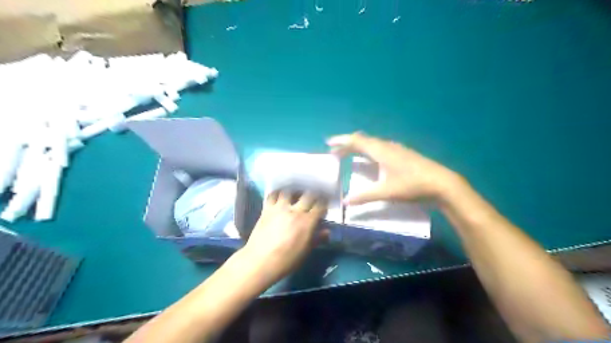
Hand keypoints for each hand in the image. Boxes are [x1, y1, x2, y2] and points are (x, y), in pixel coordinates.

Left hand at [244, 191, 328, 282]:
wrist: (261, 261)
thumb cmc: (286, 260)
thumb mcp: (305, 252)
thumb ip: (317, 239)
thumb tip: (327, 231)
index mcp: (307, 222)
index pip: (320, 206)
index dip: (324, 203)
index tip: (325, 203)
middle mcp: (295, 211)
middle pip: (308, 194)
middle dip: (314, 194)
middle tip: (314, 196)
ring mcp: (280, 208)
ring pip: (290, 191)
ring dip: (295, 191)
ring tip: (296, 193)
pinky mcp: (267, 209)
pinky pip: (273, 195)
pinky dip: (277, 193)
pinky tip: (280, 194)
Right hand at [330, 133, 463, 204]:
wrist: (442, 184)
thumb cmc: (412, 185)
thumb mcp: (386, 192)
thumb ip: (364, 196)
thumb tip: (345, 201)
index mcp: (381, 151)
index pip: (356, 141)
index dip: (342, 141)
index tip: (328, 143)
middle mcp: (387, 146)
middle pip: (363, 140)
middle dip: (347, 144)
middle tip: (335, 151)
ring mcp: (396, 149)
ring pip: (372, 144)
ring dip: (358, 147)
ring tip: (348, 154)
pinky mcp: (402, 155)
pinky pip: (379, 148)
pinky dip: (368, 151)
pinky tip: (370, 160)